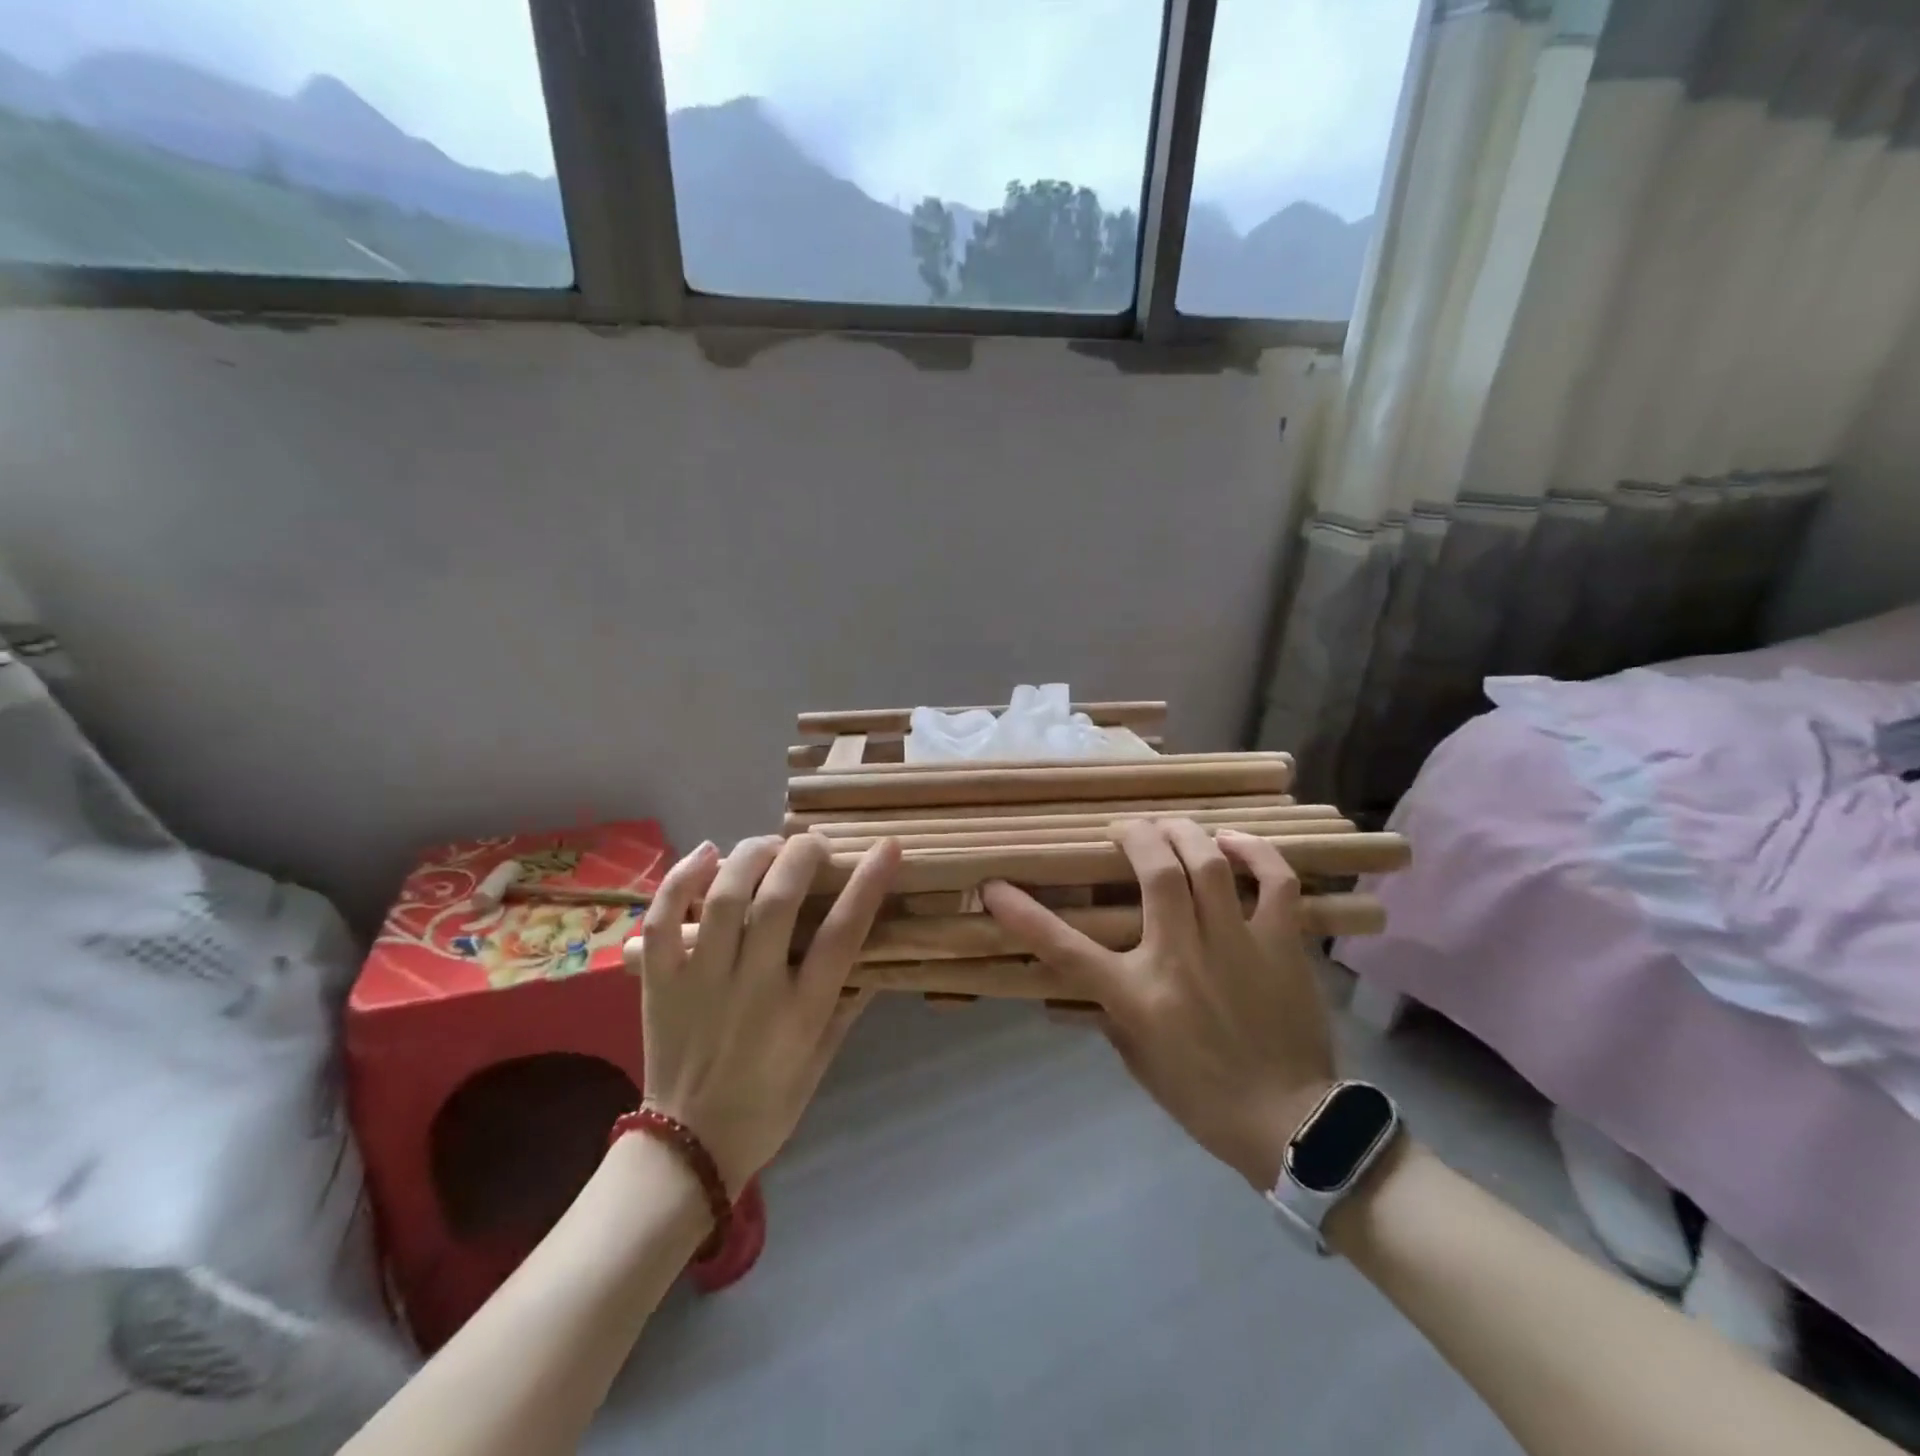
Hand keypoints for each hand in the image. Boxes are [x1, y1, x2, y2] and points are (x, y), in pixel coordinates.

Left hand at [629, 834, 900, 1195]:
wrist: (689, 1148)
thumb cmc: (769, 1105)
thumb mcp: (823, 1059)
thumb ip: (848, 1003)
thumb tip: (877, 953)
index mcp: (801, 1011)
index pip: (842, 934)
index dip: (867, 884)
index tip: (886, 847)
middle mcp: (753, 988)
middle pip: (777, 901)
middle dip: (801, 856)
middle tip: (814, 844)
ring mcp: (702, 982)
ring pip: (723, 899)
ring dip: (749, 857)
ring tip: (768, 845)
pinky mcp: (661, 982)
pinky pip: (663, 922)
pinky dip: (679, 880)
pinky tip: (706, 853)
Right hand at [983, 818, 1334, 1190]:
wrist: (1289, 1125)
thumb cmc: (1201, 1096)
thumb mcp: (1137, 1057)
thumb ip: (1109, 1010)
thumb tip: (1077, 985)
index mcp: (1137, 995)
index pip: (1064, 947)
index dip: (1023, 914)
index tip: (994, 887)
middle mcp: (1181, 957)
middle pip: (1155, 870)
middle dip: (1134, 834)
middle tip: (1124, 830)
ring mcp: (1236, 945)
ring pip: (1208, 863)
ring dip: (1184, 833)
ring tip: (1170, 828)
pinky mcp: (1281, 945)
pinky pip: (1276, 882)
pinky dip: (1256, 853)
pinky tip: (1233, 843)